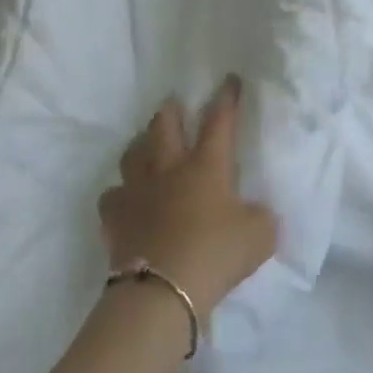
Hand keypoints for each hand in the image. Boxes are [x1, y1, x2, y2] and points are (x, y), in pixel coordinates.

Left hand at [100, 77, 277, 321]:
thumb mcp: (260, 235)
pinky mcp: (115, 219)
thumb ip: (260, 217)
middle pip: (164, 127)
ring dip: (141, 145)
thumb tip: (254, 213)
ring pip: (132, 154)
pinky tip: (126, 199)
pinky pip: (112, 196)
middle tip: (174, 106)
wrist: (162, 292)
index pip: (219, 122)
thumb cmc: (217, 254)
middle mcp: (169, 169)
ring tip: (146, 145)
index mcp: (207, 166)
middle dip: (171, 112)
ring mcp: (137, 192)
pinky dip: (120, 193)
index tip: (229, 80)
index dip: (226, 99)